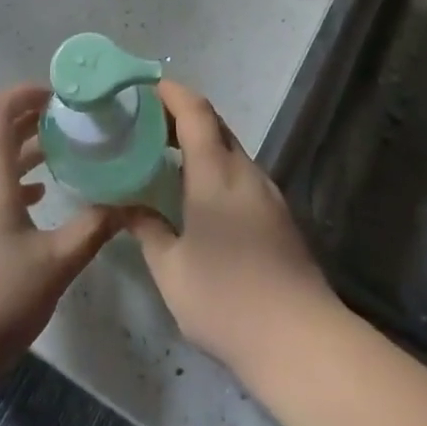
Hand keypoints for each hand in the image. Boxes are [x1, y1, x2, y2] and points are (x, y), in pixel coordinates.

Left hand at [0, 83, 118, 388]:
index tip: (61, 95)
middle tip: (73, 118)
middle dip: (33, 117)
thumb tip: (130, 203)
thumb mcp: (56, 263)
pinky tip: (40, 196)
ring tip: (65, 150)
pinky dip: (17, 179)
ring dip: (26, 149)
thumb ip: (94, 228)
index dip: (26, 92)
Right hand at [124, 80, 337, 383]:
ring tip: (165, 156)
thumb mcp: (171, 270)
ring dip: (200, 142)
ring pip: (230, 149)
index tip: (146, 86)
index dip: (172, 92)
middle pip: (215, 124)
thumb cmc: (226, 300)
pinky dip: (216, 166)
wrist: (300, 340)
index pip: (195, 112)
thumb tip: (126, 207)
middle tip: (145, 122)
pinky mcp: (279, 215)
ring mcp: (268, 193)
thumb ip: (147, 230)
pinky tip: (198, 193)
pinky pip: (241, 173)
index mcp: (216, 173)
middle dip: (182, 114)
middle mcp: (245, 172)